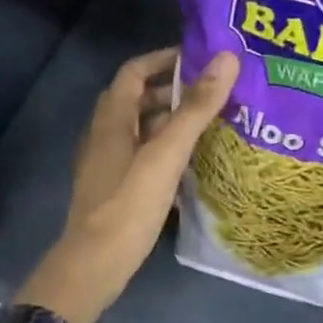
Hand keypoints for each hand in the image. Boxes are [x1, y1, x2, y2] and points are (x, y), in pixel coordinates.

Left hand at [18, 46, 238, 322]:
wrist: (95, 264)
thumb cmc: (129, 204)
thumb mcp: (166, 153)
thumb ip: (196, 108)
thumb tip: (227, 59)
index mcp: (112, 120)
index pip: (134, 72)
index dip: (163, 59)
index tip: (198, 59)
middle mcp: (104, 136)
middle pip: (136, 99)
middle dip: (171, 90)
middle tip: (210, 93)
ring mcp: (107, 164)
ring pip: (139, 129)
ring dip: (168, 121)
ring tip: (207, 125)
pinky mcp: (114, 189)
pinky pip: (141, 155)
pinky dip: (163, 149)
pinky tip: (189, 163)